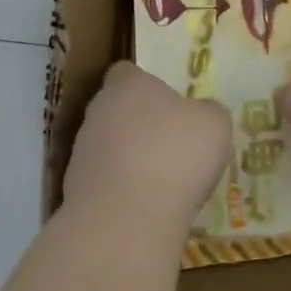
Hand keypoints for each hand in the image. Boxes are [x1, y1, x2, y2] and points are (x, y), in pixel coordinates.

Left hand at [64, 63, 231, 225]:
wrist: (126, 218)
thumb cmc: (176, 155)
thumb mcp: (214, 125)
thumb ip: (208, 113)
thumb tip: (202, 114)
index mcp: (127, 86)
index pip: (126, 72)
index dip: (146, 83)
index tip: (167, 102)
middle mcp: (97, 112)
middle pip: (116, 109)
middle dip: (138, 124)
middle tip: (170, 143)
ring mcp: (82, 152)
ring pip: (108, 146)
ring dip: (129, 159)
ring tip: (161, 181)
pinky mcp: (75, 189)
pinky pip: (105, 182)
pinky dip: (122, 190)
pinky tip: (145, 207)